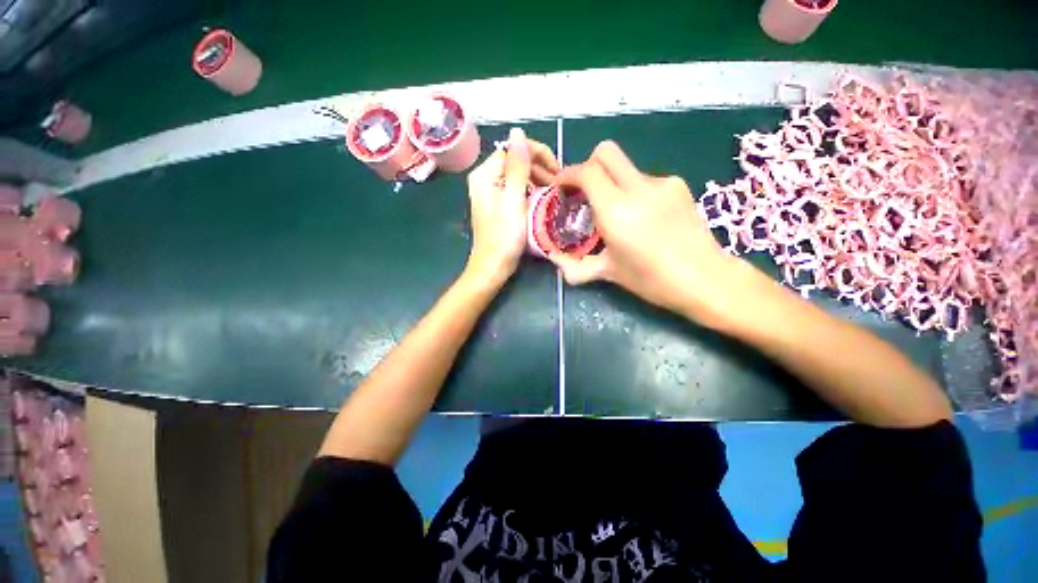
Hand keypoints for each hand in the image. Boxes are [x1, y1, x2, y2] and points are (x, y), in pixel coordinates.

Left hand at [464, 128, 559, 285]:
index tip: (557, 170)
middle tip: (557, 184)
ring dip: (537, 179)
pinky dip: (530, 191)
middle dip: (538, 168)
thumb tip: (518, 133)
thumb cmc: (504, 237)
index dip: (537, 155)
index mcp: (484, 175)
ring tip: (553, 192)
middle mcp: (485, 179)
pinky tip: (541, 199)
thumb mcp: (513, 201)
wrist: (493, 267)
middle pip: (515, 161)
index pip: (513, 150)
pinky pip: (516, 189)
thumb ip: (517, 167)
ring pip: (517, 175)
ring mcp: (490, 193)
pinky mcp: (497, 205)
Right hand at [548, 141, 742, 323]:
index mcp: (616, 211)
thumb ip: (576, 266)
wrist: (706, 279)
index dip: (568, 174)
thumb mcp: (609, 273)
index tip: (561, 187)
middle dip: (588, 165)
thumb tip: (554, 261)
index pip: (587, 172)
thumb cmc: (652, 280)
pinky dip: (633, 190)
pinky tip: (642, 215)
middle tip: (584, 191)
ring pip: (626, 167)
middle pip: (606, 152)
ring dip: (612, 181)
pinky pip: (644, 179)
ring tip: (617, 212)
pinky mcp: (678, 185)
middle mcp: (638, 188)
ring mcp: (662, 183)